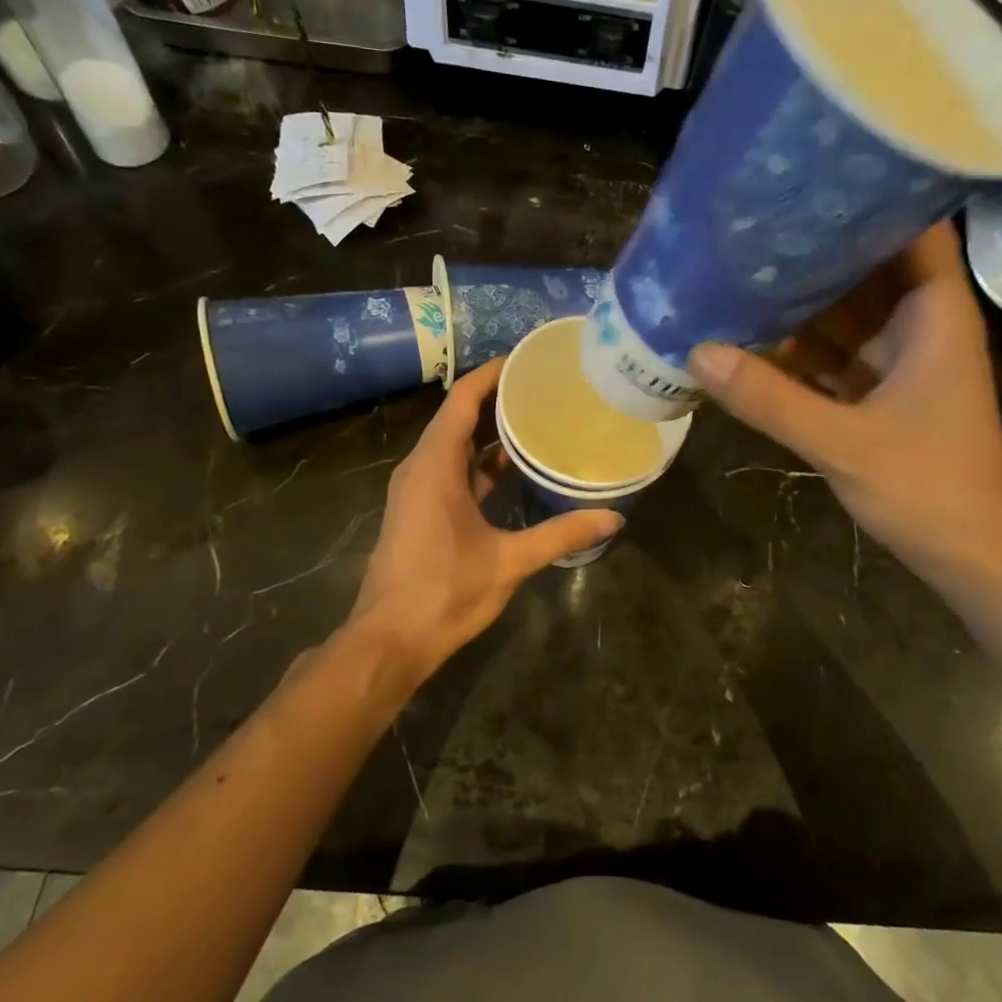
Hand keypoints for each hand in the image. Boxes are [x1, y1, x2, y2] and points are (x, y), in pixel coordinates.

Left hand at [348, 358, 621, 681]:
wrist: (388, 641)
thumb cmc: (443, 592)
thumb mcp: (509, 561)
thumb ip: (561, 535)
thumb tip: (613, 517)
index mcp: (434, 466)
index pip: (461, 400)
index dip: (491, 374)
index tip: (527, 359)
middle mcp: (420, 468)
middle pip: (457, 417)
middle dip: (497, 398)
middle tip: (544, 387)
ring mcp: (417, 490)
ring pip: (454, 445)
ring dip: (489, 431)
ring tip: (535, 417)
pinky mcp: (420, 511)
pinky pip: (451, 469)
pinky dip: (480, 461)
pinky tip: (513, 466)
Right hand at [689, 223, 1001, 583]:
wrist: (970, 555)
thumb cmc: (928, 487)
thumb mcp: (843, 442)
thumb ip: (771, 400)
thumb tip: (697, 354)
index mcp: (934, 313)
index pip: (912, 227)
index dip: (869, 193)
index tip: (810, 173)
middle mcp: (918, 323)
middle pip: (866, 265)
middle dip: (813, 245)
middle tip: (750, 218)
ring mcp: (897, 358)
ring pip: (844, 311)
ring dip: (799, 297)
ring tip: (737, 266)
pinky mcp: (877, 391)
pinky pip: (832, 353)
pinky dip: (797, 346)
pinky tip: (750, 333)